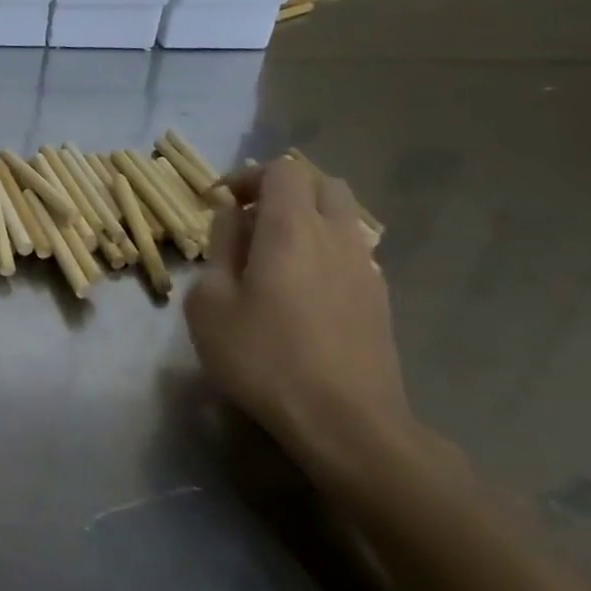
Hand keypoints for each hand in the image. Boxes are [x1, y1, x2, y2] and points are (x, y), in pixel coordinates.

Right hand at [184, 158, 418, 495]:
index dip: (247, 176)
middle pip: (320, 184)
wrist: (345, 420)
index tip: (219, 203)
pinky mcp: (379, 297)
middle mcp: (336, 235)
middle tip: (248, 222)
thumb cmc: (263, 358)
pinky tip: (301, 289)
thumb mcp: (211, 303)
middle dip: (282, 190)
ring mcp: (365, 266)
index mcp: (292, 229)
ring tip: (272, 255)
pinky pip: (350, 250)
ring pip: (341, 216)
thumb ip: (220, 249)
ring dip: (306, 219)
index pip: (282, 170)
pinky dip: (324, 249)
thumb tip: (233, 217)